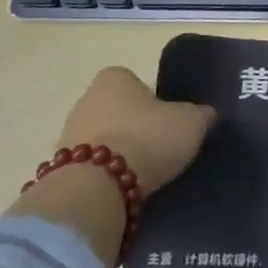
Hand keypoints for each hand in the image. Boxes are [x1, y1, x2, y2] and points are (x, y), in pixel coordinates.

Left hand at [55, 66, 215, 196]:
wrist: (97, 187)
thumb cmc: (147, 138)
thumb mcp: (190, 123)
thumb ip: (200, 114)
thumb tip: (206, 114)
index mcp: (114, 78)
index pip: (135, 81)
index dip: (152, 99)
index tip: (166, 120)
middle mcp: (86, 99)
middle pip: (116, 109)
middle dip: (133, 125)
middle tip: (158, 146)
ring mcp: (68, 135)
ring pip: (102, 139)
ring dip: (118, 152)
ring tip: (143, 173)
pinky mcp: (61, 168)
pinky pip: (90, 168)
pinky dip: (104, 176)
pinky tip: (123, 189)